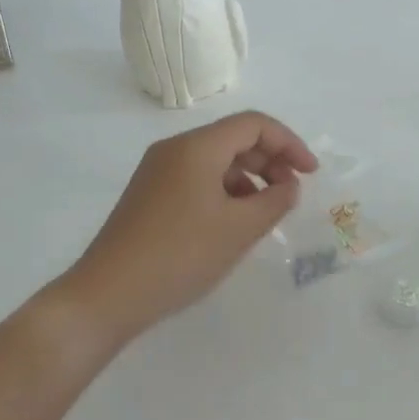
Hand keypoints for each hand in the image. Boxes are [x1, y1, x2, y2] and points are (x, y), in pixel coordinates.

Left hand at [61, 111, 317, 341]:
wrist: (107, 295)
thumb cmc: (180, 255)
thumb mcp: (238, 229)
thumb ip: (274, 201)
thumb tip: (289, 185)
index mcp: (197, 147)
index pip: (254, 124)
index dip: (289, 143)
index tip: (311, 174)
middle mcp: (175, 149)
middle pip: (234, 138)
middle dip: (270, 161)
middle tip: (290, 195)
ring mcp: (158, 171)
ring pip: (215, 160)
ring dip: (248, 179)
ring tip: (264, 214)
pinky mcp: (149, 194)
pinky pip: (197, 178)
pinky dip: (224, 191)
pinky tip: (232, 223)